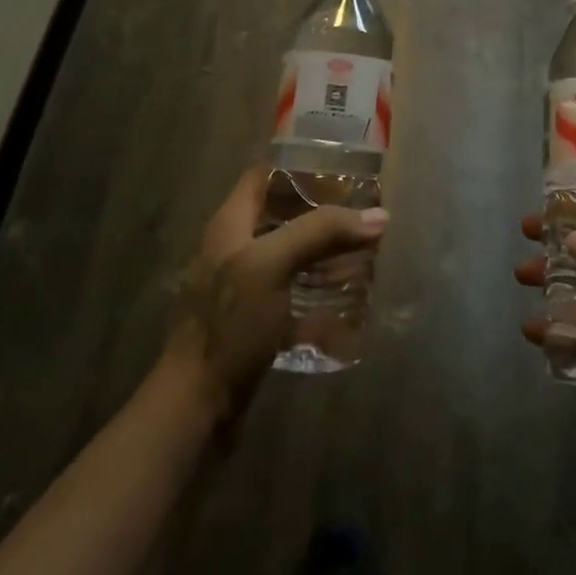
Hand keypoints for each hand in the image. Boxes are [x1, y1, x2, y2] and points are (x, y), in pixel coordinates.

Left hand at [164, 167, 387, 429]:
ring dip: (327, 253)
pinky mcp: (256, 323)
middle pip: (283, 215)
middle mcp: (235, 249)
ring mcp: (245, 288)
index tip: (343, 167)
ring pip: (292, 256)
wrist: (196, 409)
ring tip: (367, 252)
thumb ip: (321, 232)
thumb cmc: (229, 324)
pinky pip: (294, 296)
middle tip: (366, 213)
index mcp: (230, 224)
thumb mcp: (272, 265)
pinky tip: (351, 300)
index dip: (300, 165)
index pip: (264, 175)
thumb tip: (379, 216)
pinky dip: (321, 293)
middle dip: (324, 213)